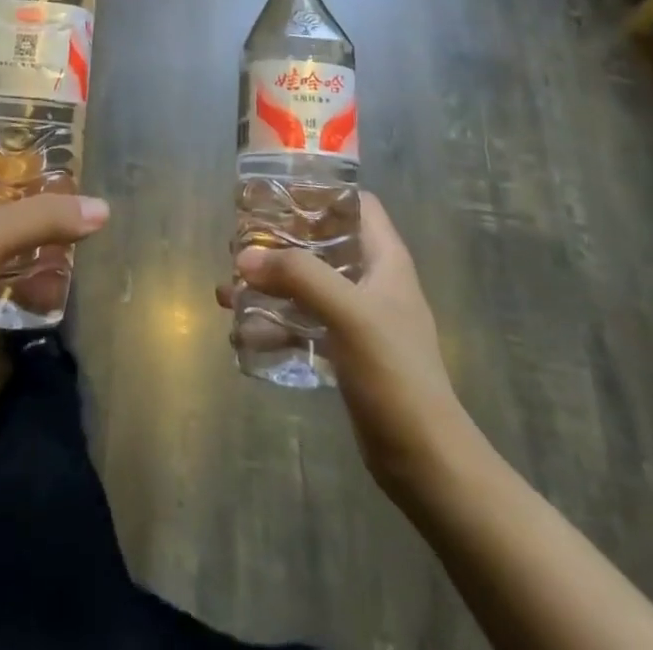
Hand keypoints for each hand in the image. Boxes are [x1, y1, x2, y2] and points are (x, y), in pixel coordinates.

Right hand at [217, 193, 472, 498]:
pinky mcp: (345, 351)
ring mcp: (358, 318)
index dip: (319, 191)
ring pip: (306, 284)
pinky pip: (303, 323)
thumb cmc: (394, 372)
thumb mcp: (348, 313)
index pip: (355, 203)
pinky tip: (242, 333)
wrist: (425, 461)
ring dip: (269, 285)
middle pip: (321, 242)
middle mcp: (371, 280)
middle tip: (239, 243)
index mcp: (384, 258)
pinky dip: (274, 324)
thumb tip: (244, 257)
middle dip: (278, 242)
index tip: (275, 194)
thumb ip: (298, 276)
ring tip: (227, 290)